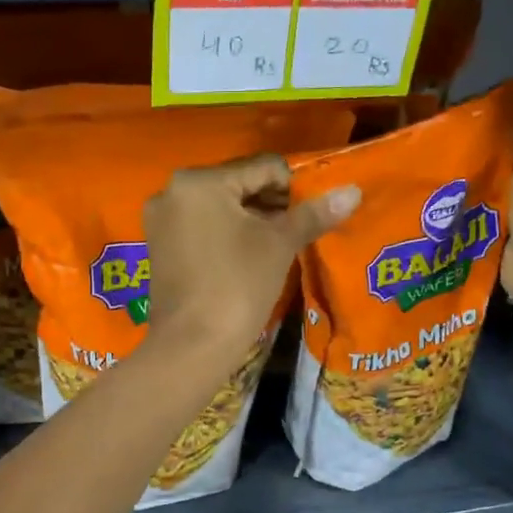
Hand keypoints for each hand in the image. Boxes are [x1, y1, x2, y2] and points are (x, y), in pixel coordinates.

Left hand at [144, 155, 359, 363]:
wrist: (192, 346)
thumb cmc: (237, 287)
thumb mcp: (279, 245)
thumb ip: (313, 214)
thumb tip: (353, 191)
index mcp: (199, 181)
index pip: (263, 167)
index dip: (296, 186)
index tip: (316, 211)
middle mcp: (172, 191)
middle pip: (238, 184)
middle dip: (272, 203)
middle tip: (300, 228)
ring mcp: (161, 220)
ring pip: (220, 207)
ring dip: (252, 219)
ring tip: (279, 244)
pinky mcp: (159, 246)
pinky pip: (202, 227)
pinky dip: (227, 233)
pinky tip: (249, 255)